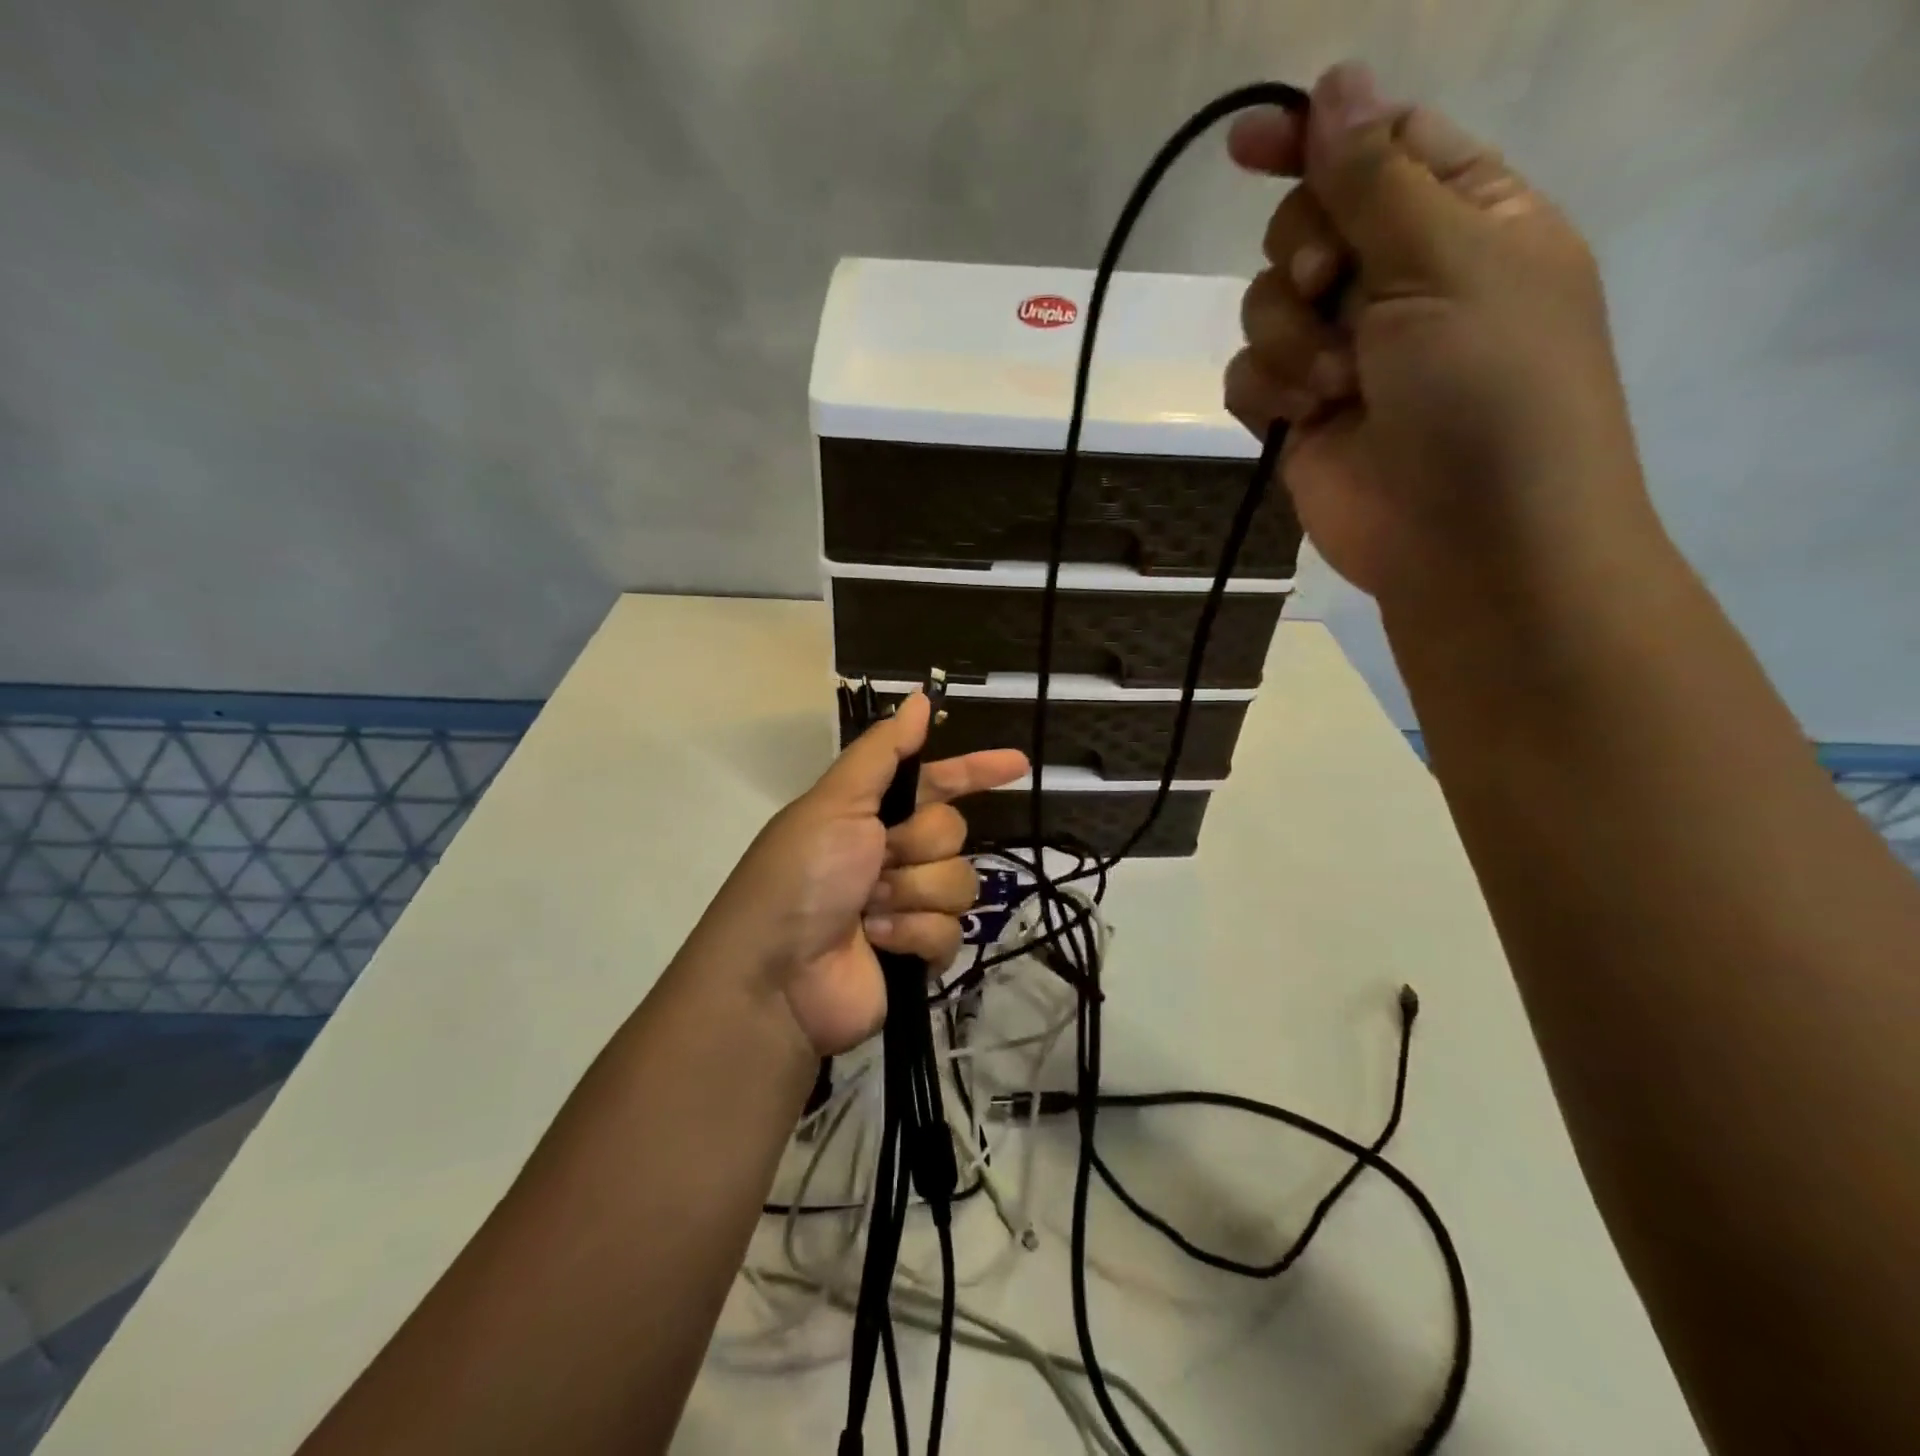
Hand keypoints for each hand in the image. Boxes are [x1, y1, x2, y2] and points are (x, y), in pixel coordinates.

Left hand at [699, 694, 1026, 1056]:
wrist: (776, 977)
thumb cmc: (801, 877)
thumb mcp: (835, 802)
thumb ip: (883, 752)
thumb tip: (921, 699)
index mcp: (872, 813)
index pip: (938, 781)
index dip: (976, 770)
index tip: (1019, 764)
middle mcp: (893, 853)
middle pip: (952, 832)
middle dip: (918, 846)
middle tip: (877, 862)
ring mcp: (907, 904)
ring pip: (960, 881)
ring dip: (913, 893)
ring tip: (869, 910)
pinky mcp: (918, 951)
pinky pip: (951, 930)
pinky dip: (913, 934)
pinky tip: (878, 942)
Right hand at [1224, 63, 1657, 606]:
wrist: (1467, 541)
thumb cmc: (1487, 391)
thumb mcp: (1446, 262)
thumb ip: (1377, 178)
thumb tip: (1335, 81)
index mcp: (1463, 220)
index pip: (1379, 147)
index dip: (1316, 136)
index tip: (1245, 145)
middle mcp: (1398, 282)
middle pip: (1306, 224)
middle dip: (1302, 255)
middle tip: (1326, 284)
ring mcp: (1344, 356)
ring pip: (1266, 306)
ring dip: (1287, 337)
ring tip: (1332, 384)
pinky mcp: (1300, 417)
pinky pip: (1248, 376)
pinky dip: (1266, 391)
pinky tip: (1299, 418)